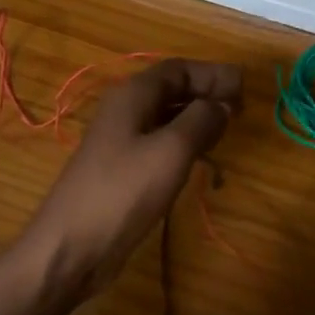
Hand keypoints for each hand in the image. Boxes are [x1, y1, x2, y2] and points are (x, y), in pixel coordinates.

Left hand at [24, 58, 243, 300]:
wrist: (71, 246)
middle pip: (172, 90)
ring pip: (166, 118)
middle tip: (241, 108)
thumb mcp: (171, 151)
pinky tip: (201, 160)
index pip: (179, 69)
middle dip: (207, 94)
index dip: (212, 73)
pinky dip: (184, 144)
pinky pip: (159, 144)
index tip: (244, 85)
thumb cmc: (123, 192)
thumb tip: (222, 104)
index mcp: (133, 95)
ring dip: (197, 119)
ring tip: (227, 130)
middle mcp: (125, 111)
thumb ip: (201, 120)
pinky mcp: (122, 170)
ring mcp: (121, 142)